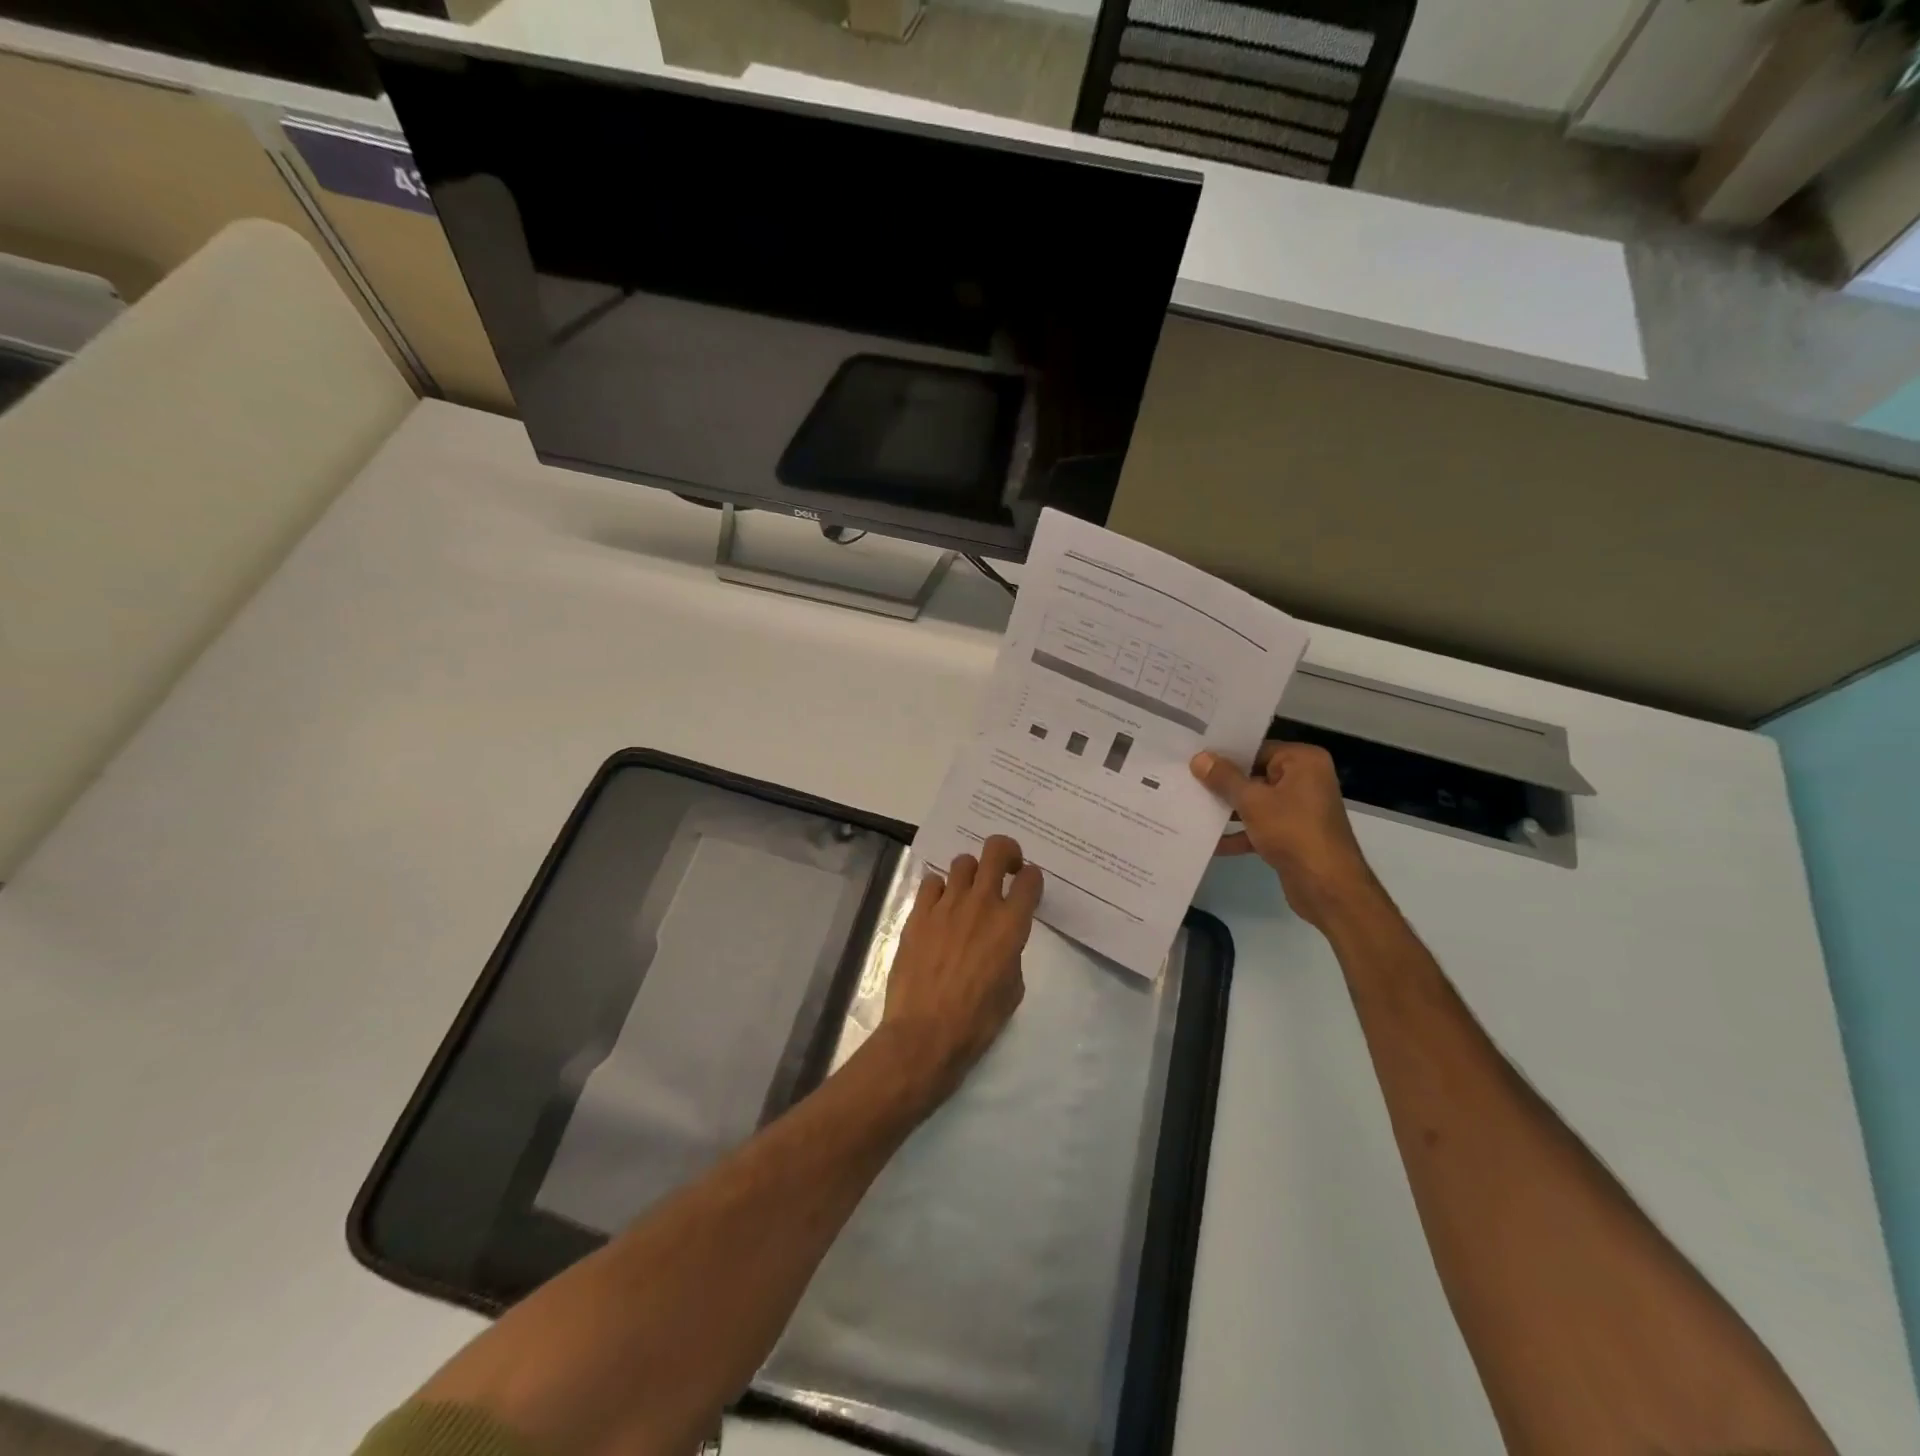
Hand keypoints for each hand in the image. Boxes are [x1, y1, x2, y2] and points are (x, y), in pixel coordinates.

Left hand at [880, 835, 1041, 1108]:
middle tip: (1004, 870)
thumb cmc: (977, 1020)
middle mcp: (981, 904)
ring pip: (962, 862)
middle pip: (997, 850)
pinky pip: (931, 881)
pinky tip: (939, 909)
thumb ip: (1012, 952)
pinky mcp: (918, 913)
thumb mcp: (1012, 988)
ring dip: (970, 873)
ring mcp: (946, 905)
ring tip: (967, 893)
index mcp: (1011, 924)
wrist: (925, 1032)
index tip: (1026, 887)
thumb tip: (1002, 941)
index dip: (1031, 878)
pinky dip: (939, 889)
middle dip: (1006, 853)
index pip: (1030, 878)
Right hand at [1191, 742, 1378, 930]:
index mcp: (1303, 762)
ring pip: (1255, 802)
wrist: (1327, 887)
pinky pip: (1260, 826)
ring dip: (1227, 810)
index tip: (1193, 758)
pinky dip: (1239, 833)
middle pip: (1255, 775)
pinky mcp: (1292, 834)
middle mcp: (1304, 779)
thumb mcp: (1252, 801)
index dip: (1225, 755)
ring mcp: (1299, 808)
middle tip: (1185, 781)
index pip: (1257, 749)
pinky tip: (1210, 842)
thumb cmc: (1293, 832)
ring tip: (1190, 808)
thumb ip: (1224, 778)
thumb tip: (1199, 758)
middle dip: (1223, 784)